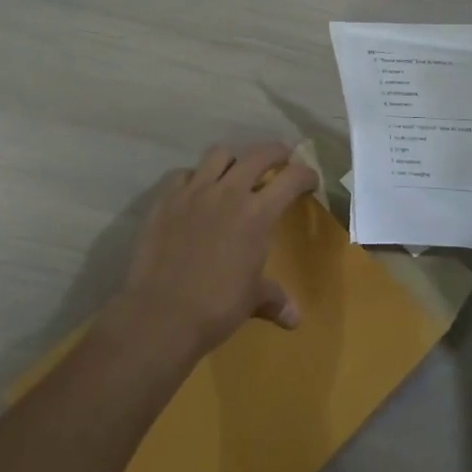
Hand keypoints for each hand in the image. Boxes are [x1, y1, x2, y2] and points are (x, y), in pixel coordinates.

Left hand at [116, 141, 318, 358]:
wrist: (161, 314)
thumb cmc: (216, 307)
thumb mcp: (252, 299)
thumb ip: (275, 299)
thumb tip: (295, 319)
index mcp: (257, 214)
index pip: (291, 179)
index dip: (306, 175)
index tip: (311, 180)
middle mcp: (228, 193)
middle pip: (258, 154)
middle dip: (276, 152)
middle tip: (281, 160)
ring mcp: (193, 192)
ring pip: (218, 154)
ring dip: (233, 160)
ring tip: (235, 173)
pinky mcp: (166, 200)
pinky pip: (183, 174)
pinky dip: (194, 178)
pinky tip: (196, 193)